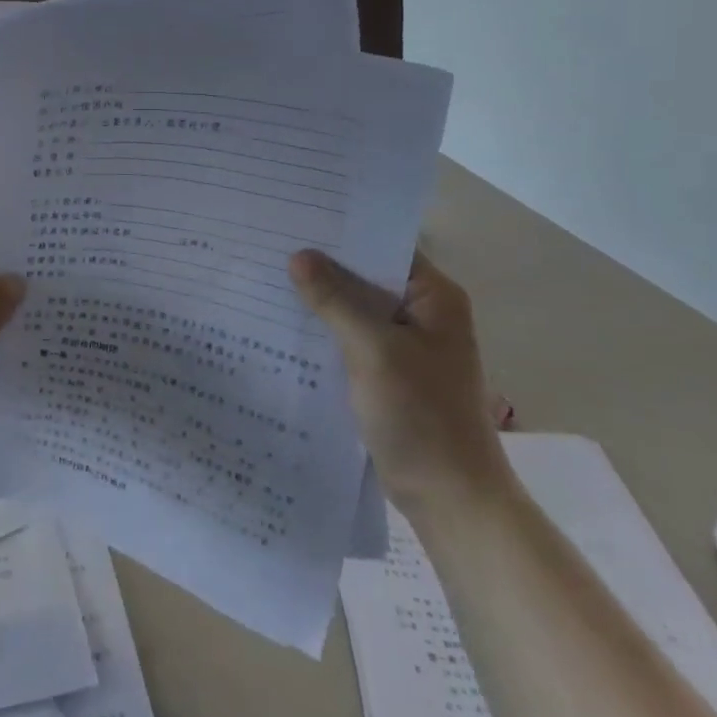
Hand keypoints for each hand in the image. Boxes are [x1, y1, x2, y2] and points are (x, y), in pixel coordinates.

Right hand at [289, 249, 512, 508]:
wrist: (449, 498)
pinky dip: (323, 331)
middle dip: (322, 265)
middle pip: (366, 276)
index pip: (384, 245)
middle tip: (269, 244)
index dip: (342, 231)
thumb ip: (336, 300)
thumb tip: (298, 255)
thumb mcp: (375, 351)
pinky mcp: (387, 372)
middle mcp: (422, 313)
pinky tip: (284, 324)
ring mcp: (404, 345)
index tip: (295, 217)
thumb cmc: (422, 417)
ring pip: (354, 308)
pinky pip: (350, 338)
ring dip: (319, 299)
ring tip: (266, 277)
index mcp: (433, 297)